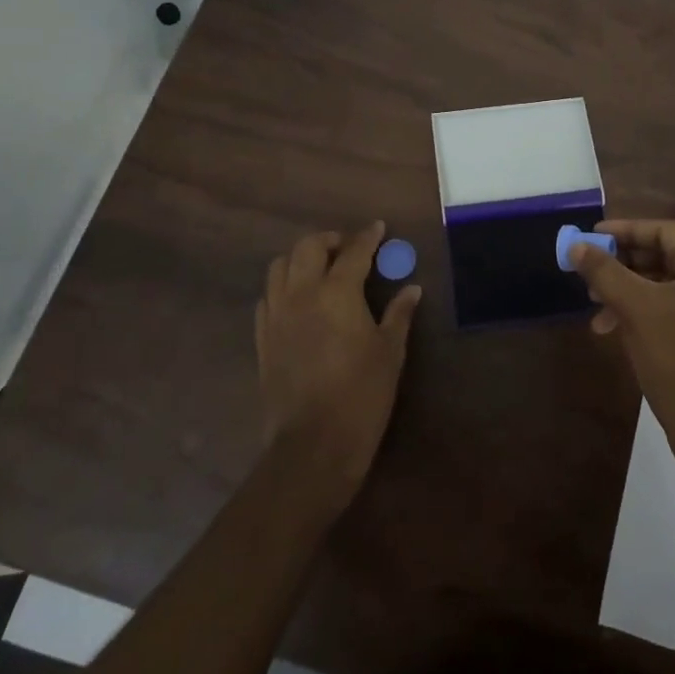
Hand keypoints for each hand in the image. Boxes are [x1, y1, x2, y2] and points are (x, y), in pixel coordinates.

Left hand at [255, 221, 421, 500]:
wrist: (313, 445)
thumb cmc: (362, 395)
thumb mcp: (390, 353)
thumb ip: (398, 314)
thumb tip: (412, 288)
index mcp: (337, 292)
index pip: (354, 251)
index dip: (368, 236)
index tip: (378, 228)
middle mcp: (302, 294)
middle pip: (308, 247)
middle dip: (330, 240)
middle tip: (348, 248)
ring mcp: (277, 315)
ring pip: (280, 266)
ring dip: (301, 258)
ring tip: (320, 269)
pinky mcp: (262, 338)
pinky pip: (267, 297)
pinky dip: (283, 287)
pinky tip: (298, 300)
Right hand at [571, 220, 674, 478]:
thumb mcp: (635, 309)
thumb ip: (605, 272)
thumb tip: (577, 246)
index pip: (664, 230)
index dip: (625, 230)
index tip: (592, 237)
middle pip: (666, 255)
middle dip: (624, 264)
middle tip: (590, 273)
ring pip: (668, 285)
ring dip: (630, 290)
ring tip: (597, 306)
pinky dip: (646, 311)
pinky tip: (616, 329)